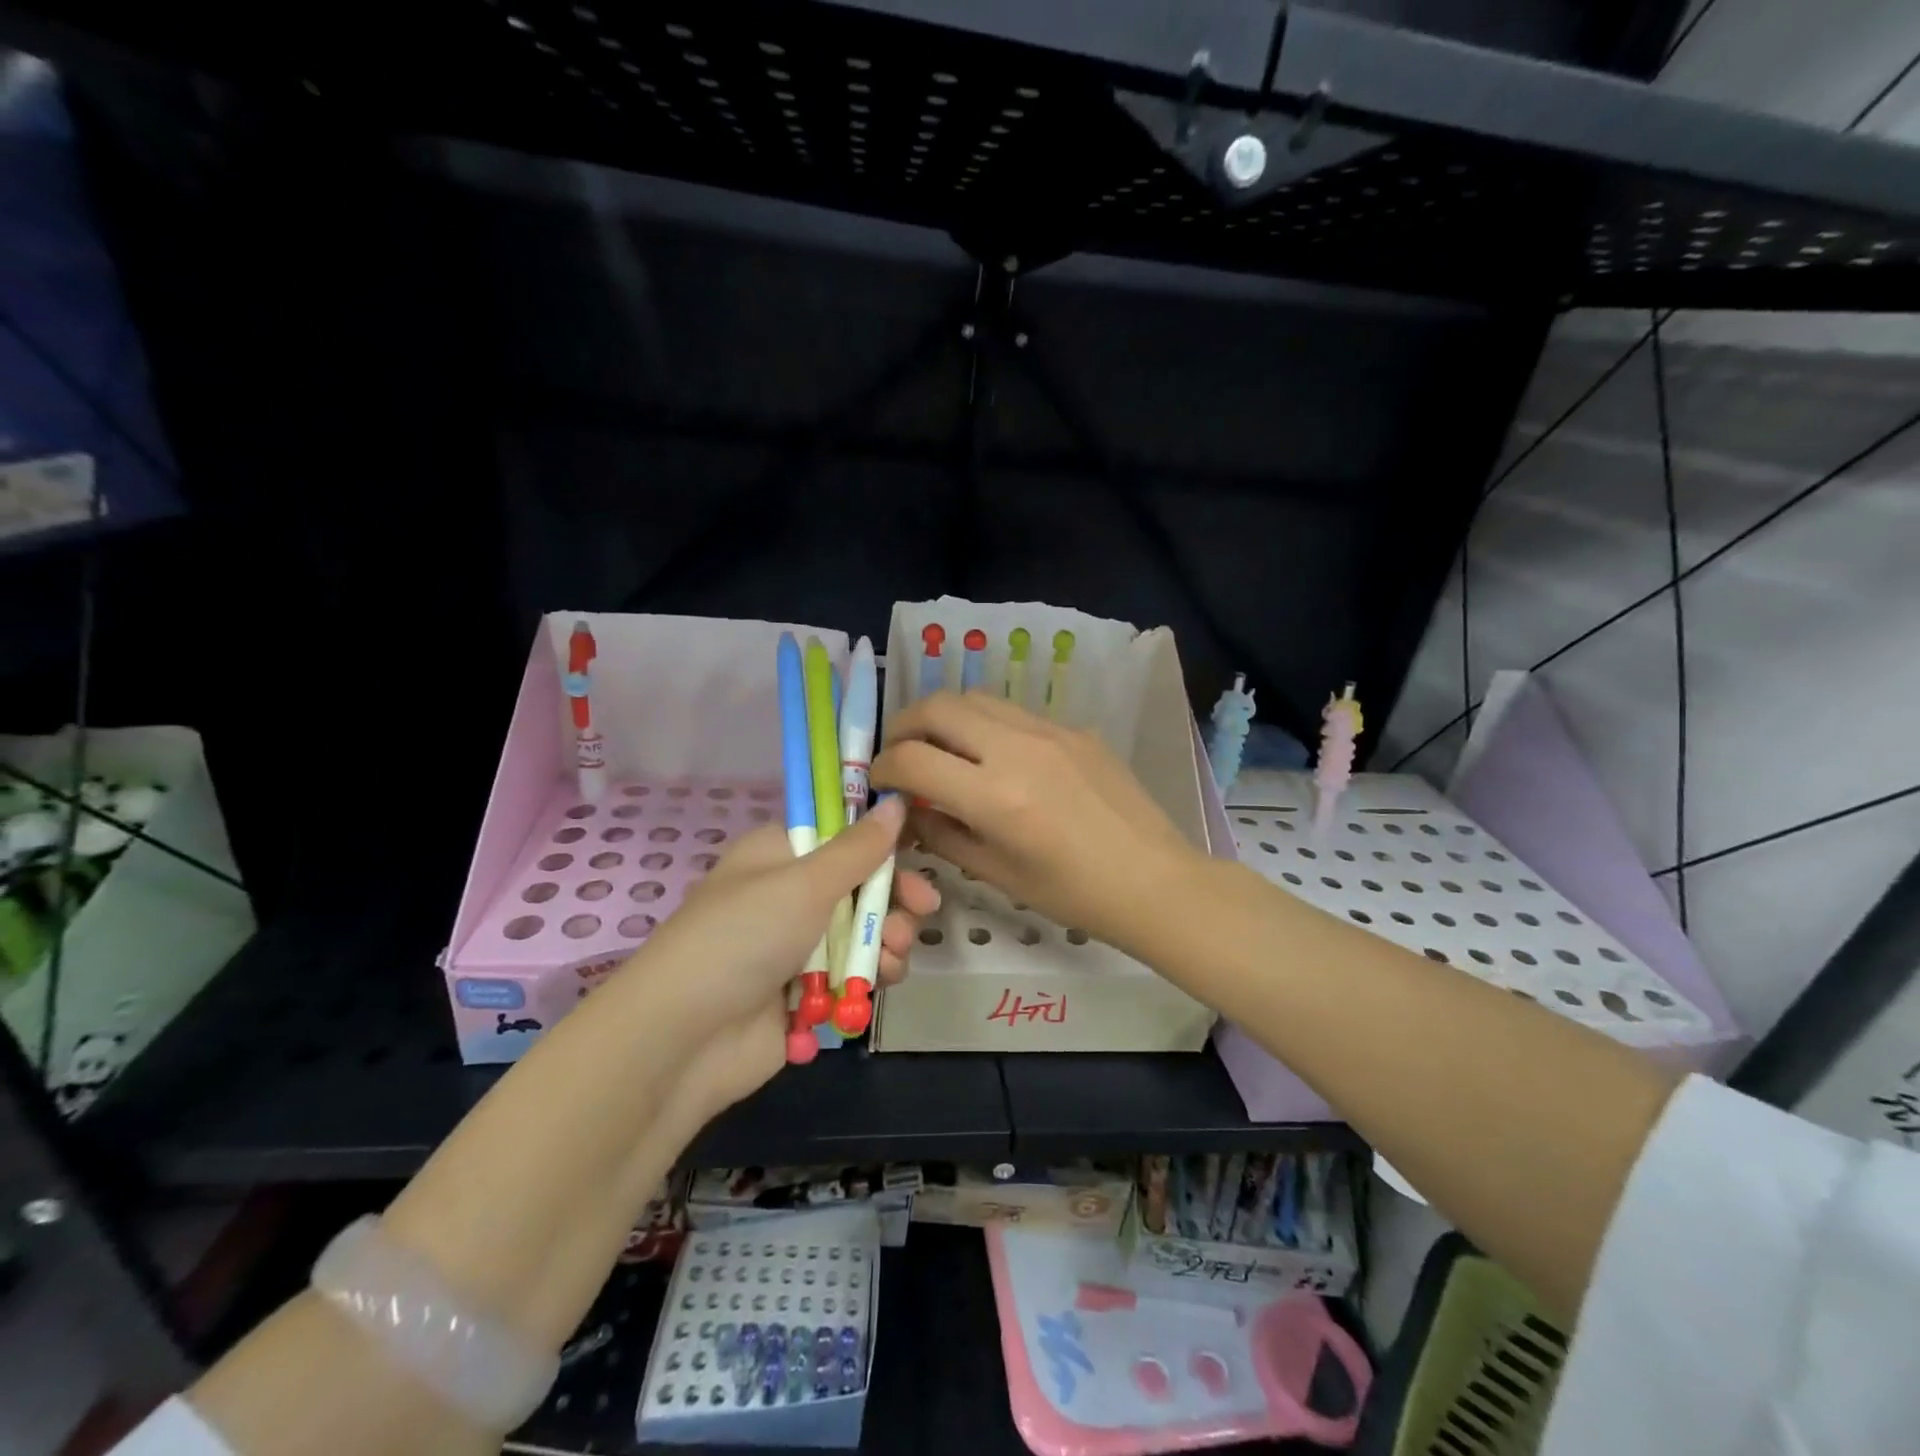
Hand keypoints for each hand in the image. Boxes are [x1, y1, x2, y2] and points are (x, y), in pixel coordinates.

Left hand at [625, 796, 940, 1123]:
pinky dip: (872, 975)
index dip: (881, 841)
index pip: (841, 833)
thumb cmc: (743, 938)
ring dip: (889, 939)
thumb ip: (858, 848)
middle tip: (924, 907)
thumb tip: (897, 802)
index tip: (917, 849)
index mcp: (780, 854)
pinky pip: (853, 973)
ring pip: (863, 931)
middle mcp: (789, 894)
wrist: (683, 1040)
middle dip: (894, 897)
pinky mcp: (805, 991)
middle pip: (860, 884)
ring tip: (895, 956)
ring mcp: (797, 945)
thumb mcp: (804, 884)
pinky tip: (884, 981)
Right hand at [871, 692, 1202, 955]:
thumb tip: (908, 811)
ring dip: (944, 716)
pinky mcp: (1074, 728)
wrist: (1152, 879)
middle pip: (937, 706)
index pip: (912, 759)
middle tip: (900, 753)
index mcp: (995, 796)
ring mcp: (1049, 731)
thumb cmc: (1073, 893)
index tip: (879, 783)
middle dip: (904, 726)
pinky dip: (985, 724)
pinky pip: (1013, 712)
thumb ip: (943, 834)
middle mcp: (1017, 748)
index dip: (883, 769)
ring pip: (974, 697)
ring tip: (940, 747)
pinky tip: (993, 756)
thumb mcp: (997, 873)